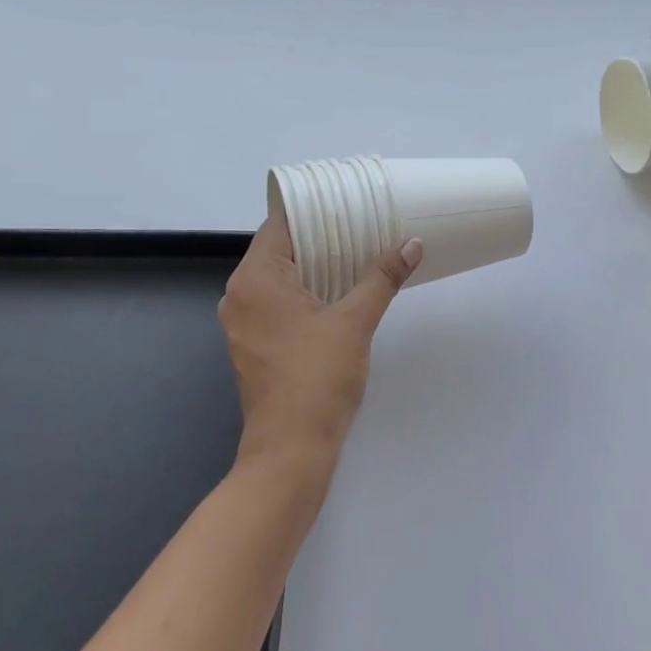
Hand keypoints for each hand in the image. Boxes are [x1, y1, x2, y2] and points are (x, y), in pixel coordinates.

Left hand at [218, 215, 421, 480]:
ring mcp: (242, 323)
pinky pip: (276, 302)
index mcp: (254, 280)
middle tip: (360, 223)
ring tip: (355, 252)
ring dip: (313, 265)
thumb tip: (412, 244)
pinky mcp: (253, 345)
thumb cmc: (317, 378)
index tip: (345, 200)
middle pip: (278, 250)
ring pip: (278, 278)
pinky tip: (337, 291)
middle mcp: (239, 296)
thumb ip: (381, 278)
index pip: (279, 225)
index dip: (312, 209)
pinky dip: (303, 291)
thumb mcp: (355, 322)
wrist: (291, 451)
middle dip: (318, 237)